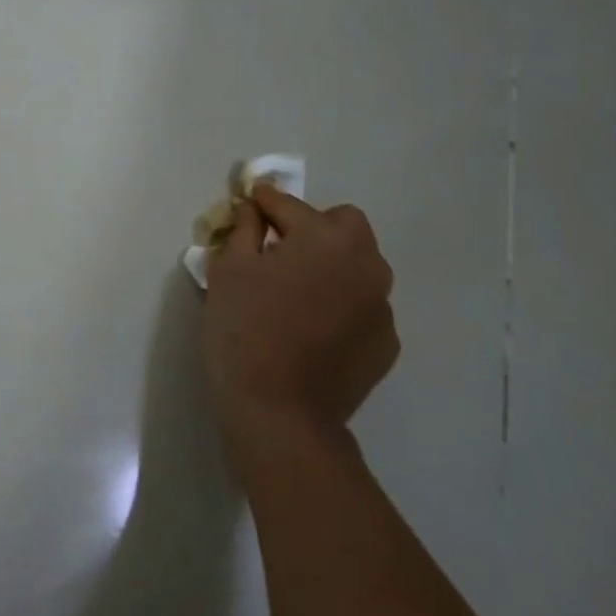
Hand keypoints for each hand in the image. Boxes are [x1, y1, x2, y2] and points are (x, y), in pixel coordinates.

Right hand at [201, 185, 398, 481]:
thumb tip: (255, 210)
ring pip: (358, 266)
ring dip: (331, 266)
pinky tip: (313, 330)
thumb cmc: (245, 330)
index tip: (250, 201)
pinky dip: (341, 305)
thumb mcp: (229, 269)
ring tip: (297, 293)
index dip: (264, 202)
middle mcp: (366, 264)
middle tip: (279, 251)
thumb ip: (245, 229)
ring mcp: (381, 306)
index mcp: (326, 238)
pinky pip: (362, 305)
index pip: (289, 206)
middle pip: (342, 226)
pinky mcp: (385, 343)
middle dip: (312, 228)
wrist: (279, 413)